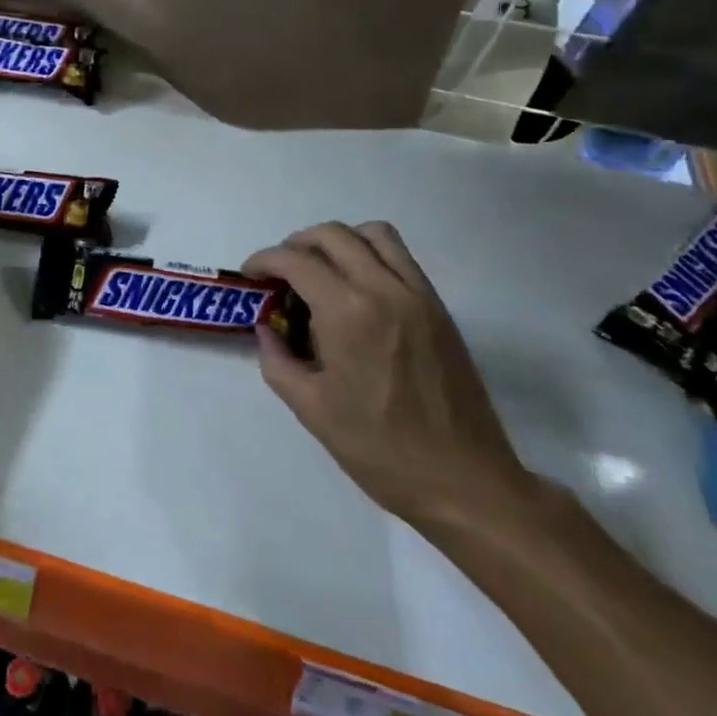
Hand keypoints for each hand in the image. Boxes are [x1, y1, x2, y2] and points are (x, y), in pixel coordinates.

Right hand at [244, 222, 532, 529]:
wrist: (465, 482)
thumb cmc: (380, 450)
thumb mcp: (311, 409)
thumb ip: (277, 360)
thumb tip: (267, 329)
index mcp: (347, 313)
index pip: (296, 260)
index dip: (264, 260)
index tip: (251, 276)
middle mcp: (383, 289)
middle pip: (331, 234)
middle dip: (296, 244)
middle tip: (281, 273)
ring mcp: (417, 294)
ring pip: (372, 233)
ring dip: (338, 240)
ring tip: (322, 270)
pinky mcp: (438, 307)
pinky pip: (401, 256)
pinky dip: (371, 253)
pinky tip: (358, 289)